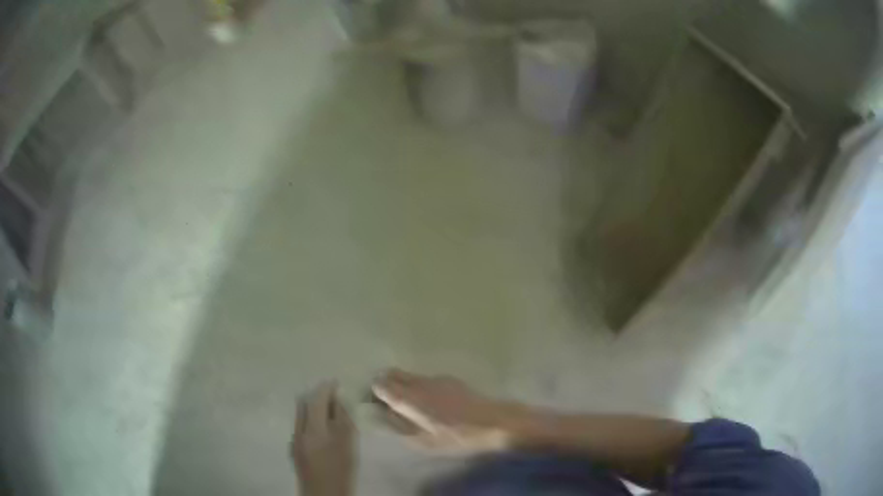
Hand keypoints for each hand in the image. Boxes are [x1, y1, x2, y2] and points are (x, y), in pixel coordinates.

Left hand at [291, 382, 354, 495]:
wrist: (323, 493)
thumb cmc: (341, 470)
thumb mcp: (348, 445)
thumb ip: (342, 421)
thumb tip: (337, 402)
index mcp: (314, 428)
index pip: (317, 399)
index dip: (325, 388)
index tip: (334, 381)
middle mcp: (299, 430)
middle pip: (303, 404)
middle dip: (316, 396)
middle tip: (330, 394)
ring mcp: (293, 439)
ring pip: (299, 414)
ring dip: (311, 408)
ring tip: (326, 409)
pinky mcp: (293, 447)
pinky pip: (299, 425)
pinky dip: (309, 420)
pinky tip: (319, 429)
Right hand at [372, 369, 512, 451]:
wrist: (494, 422)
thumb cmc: (458, 437)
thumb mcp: (425, 442)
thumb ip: (400, 427)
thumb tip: (382, 414)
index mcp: (410, 399)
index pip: (382, 385)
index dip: (374, 392)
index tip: (374, 402)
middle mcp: (420, 384)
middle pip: (393, 374)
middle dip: (386, 384)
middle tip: (388, 403)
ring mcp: (435, 379)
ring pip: (409, 375)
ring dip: (402, 384)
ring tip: (409, 405)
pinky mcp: (449, 379)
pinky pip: (424, 378)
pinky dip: (418, 386)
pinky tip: (430, 403)